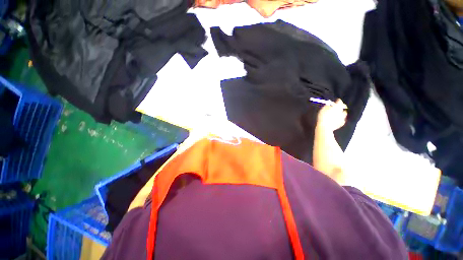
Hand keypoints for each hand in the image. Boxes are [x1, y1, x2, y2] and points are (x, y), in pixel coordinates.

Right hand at [316, 99, 347, 131]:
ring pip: (344, 113)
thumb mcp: (322, 110)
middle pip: (343, 107)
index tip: (336, 100)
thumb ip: (327, 106)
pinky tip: (337, 120)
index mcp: (337, 107)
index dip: (337, 101)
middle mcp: (341, 111)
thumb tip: (329, 105)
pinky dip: (340, 119)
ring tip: (337, 113)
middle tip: (337, 107)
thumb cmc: (323, 117)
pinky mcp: (342, 123)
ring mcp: (342, 117)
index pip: (339, 101)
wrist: (325, 127)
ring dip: (341, 113)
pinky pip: (342, 120)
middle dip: (341, 106)